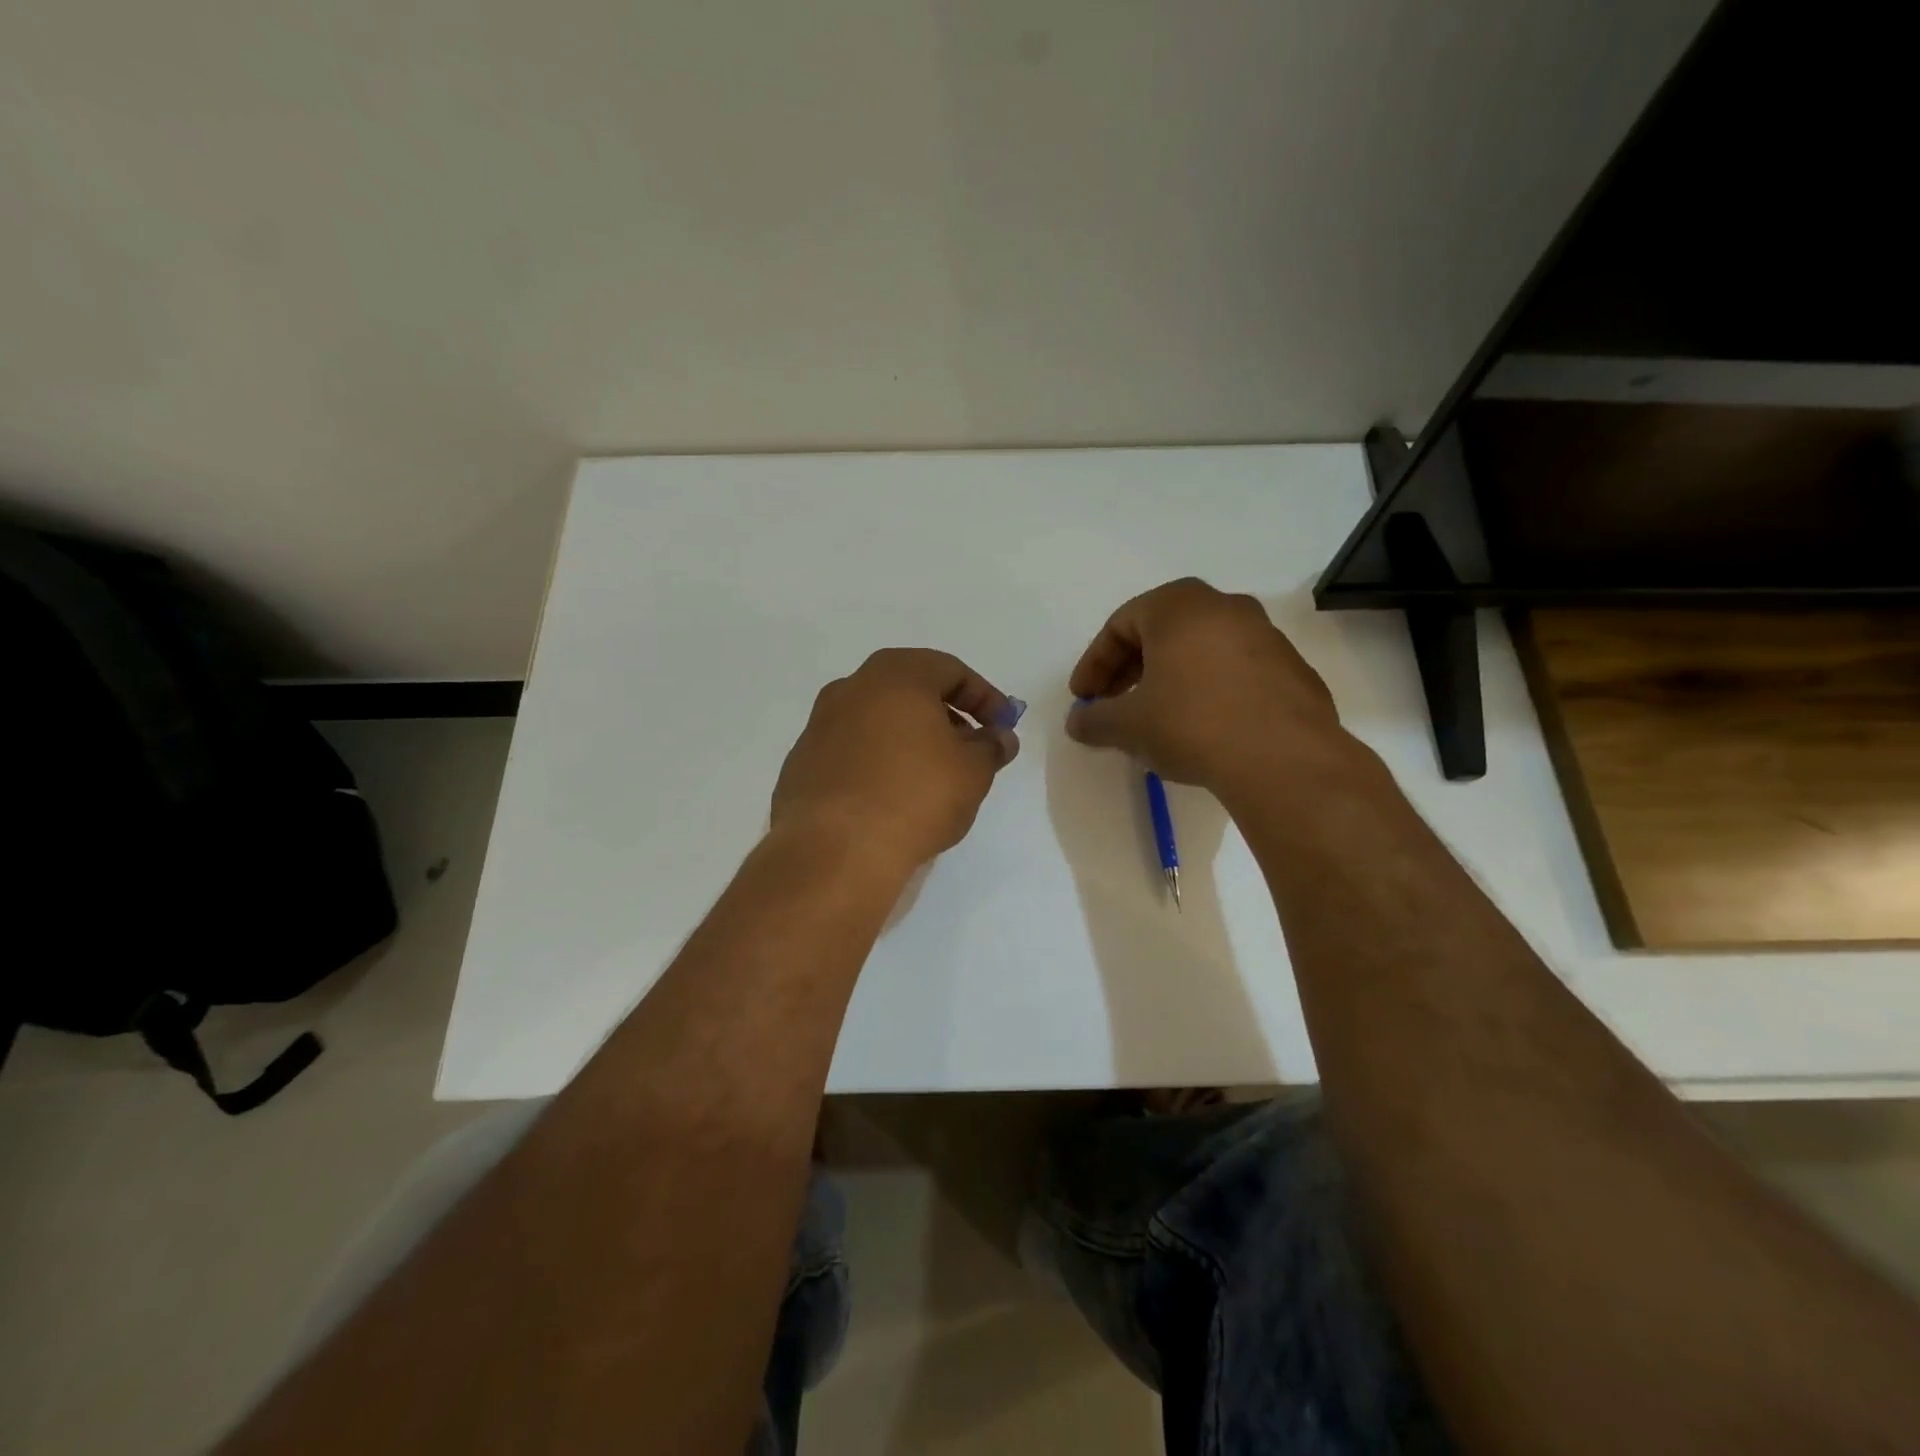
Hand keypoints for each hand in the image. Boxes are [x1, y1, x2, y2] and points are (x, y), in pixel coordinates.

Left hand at [772, 649, 1019, 873]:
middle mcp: (852, 688)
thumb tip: (999, 737)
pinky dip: (877, 761)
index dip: (984, 697)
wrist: (834, 851)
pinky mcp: (802, 762)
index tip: (1002, 727)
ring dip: (909, 738)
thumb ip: (991, 747)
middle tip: (969, 748)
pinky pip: (851, 750)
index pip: (950, 670)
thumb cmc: (914, 796)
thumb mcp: (972, 772)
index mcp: (895, 675)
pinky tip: (891, 796)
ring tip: (931, 776)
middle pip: (910, 690)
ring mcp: (820, 724)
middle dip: (945, 715)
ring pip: (877, 719)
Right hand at [1066, 578, 1346, 792]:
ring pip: (1201, 649)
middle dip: (1131, 668)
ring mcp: (1266, 635)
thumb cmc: (1192, 724)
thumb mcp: (1128, 725)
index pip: (1121, 624)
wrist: (1283, 759)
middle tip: (1115, 704)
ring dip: (1171, 677)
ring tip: (1158, 718)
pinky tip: (1204, 727)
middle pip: (1162, 631)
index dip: (1094, 663)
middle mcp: (1225, 607)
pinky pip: (1235, 670)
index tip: (1084, 699)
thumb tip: (1078, 722)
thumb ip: (1095, 719)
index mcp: (1179, 606)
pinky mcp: (1292, 669)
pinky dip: (1210, 689)